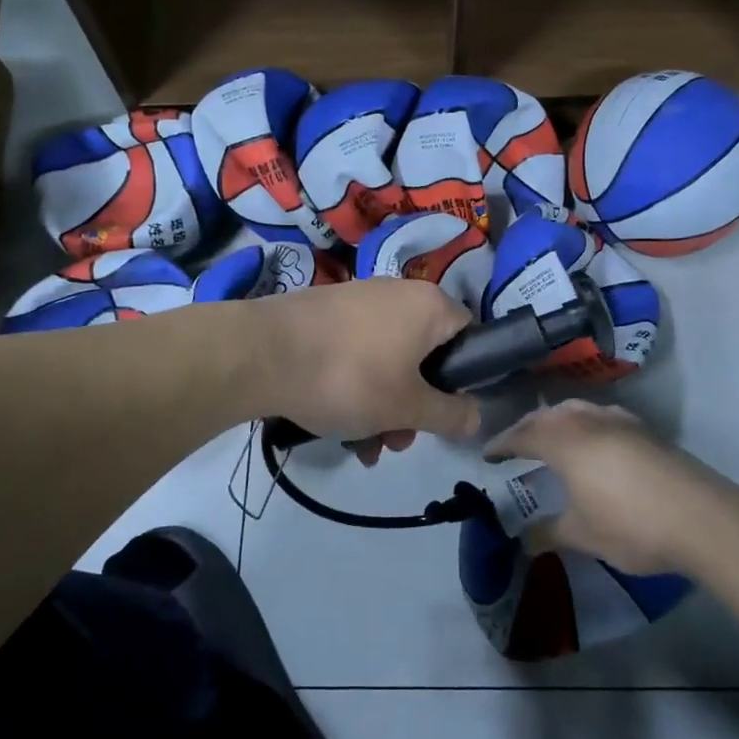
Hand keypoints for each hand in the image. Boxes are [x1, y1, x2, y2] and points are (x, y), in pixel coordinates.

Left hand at [252, 279, 479, 454]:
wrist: (262, 354)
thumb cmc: (349, 377)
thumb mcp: (407, 408)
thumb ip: (449, 415)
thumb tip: (477, 415)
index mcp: (429, 305)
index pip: (469, 336)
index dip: (463, 378)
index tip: (443, 412)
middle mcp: (398, 293)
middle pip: (424, 356)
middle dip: (413, 406)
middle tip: (396, 441)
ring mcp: (359, 300)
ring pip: (388, 360)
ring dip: (382, 406)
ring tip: (362, 446)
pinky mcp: (326, 313)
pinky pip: (357, 352)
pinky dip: (355, 387)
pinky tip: (336, 425)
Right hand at [485, 400, 727, 575]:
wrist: (704, 519)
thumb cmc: (632, 525)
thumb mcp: (583, 535)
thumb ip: (549, 533)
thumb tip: (523, 540)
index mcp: (566, 442)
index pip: (524, 435)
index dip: (503, 444)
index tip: (488, 455)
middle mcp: (590, 422)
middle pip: (549, 415)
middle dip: (528, 427)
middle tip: (515, 445)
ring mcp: (622, 422)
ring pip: (578, 409)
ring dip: (558, 419)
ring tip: (552, 437)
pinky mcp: (647, 432)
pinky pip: (602, 415)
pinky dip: (586, 423)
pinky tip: (596, 441)